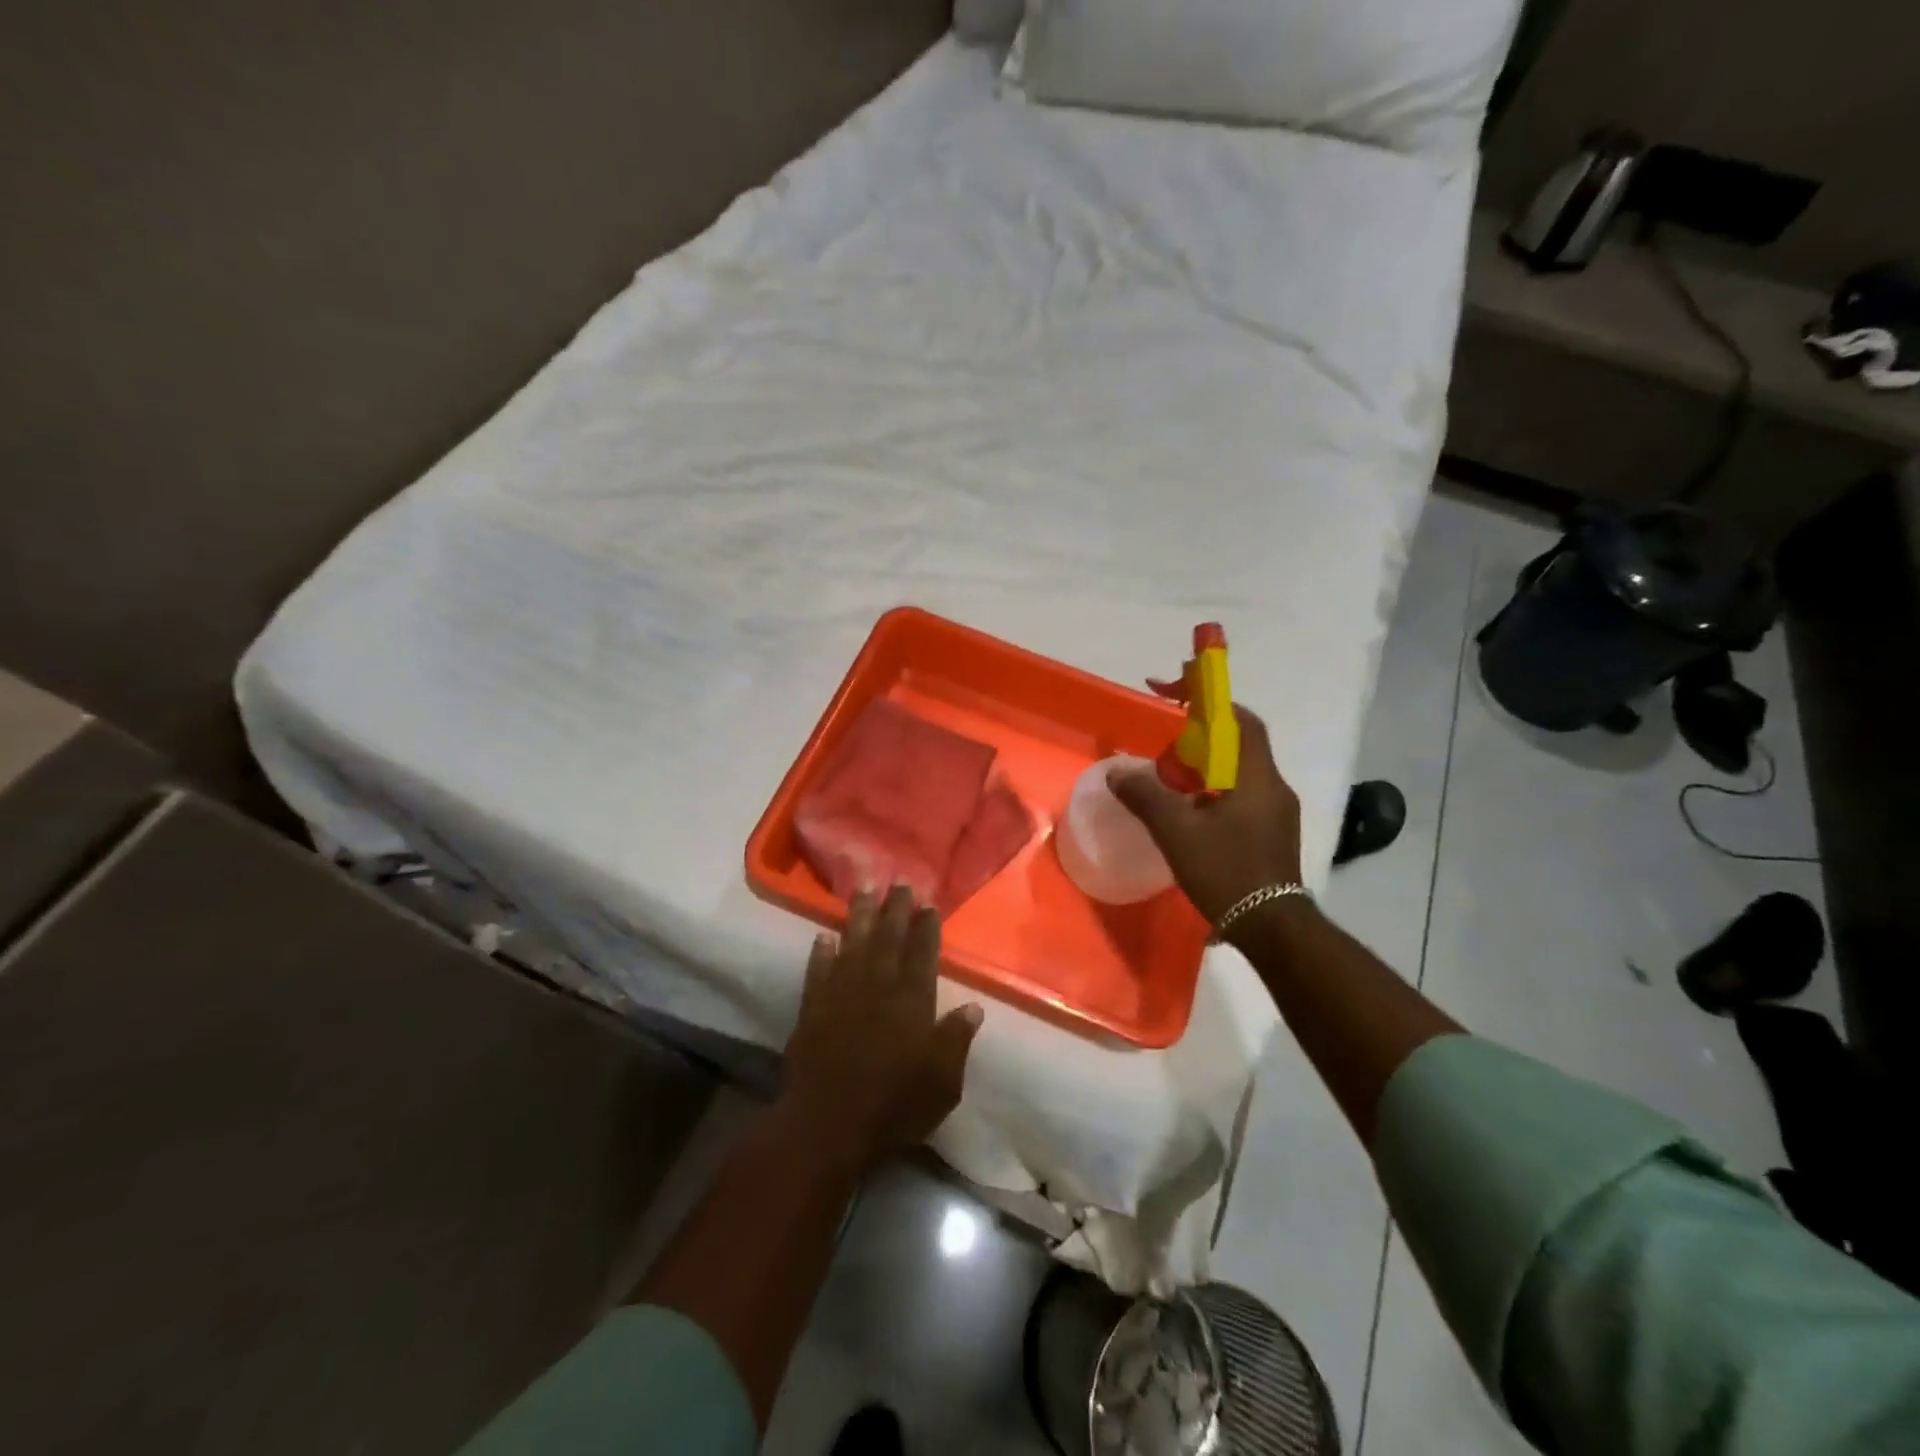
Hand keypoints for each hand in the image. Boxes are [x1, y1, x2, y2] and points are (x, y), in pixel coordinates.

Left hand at [780, 886, 983, 1170]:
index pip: (922, 952)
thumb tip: (973, 1006)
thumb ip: (956, 1040)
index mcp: (912, 1000)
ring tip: (864, 887)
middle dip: (896, 908)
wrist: (828, 1126)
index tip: (928, 903)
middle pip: (888, 937)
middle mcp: (877, 986)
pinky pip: (817, 970)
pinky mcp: (812, 1007)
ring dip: (859, 914)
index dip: (926, 926)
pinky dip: (821, 951)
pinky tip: (824, 935)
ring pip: (852, 942)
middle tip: (900, 882)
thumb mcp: (942, 1082)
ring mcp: (841, 993)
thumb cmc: (893, 1106)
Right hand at [1107, 705, 1303, 925]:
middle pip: (1239, 742)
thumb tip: (1116, 772)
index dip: (1209, 699)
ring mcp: (1277, 811)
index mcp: (1256, 777)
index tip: (1176, 690)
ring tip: (1169, 779)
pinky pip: (1241, 794)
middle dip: (1201, 734)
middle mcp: (1273, 786)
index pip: (1240, 719)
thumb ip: (1145, 796)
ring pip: (1239, 770)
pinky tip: (1190, 811)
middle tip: (1165, 743)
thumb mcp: (1176, 832)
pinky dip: (1213, 789)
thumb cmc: (1226, 872)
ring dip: (1205, 764)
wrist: (1271, 927)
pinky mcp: (1273, 832)